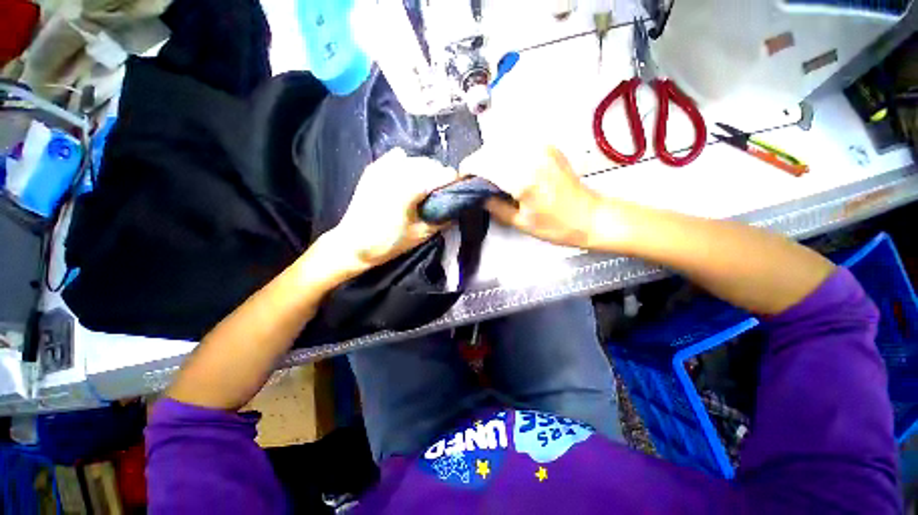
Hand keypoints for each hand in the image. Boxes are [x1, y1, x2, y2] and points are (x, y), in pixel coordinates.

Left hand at [330, 148, 457, 268]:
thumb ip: (442, 219)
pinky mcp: (373, 169)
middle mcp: (397, 172)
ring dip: (425, 169)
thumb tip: (456, 208)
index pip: (441, 174)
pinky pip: (397, 157)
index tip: (457, 189)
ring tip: (426, 185)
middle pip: (429, 163)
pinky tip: (407, 177)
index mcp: (409, 189)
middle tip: (442, 190)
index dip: (453, 180)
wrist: (353, 244)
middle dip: (439, 174)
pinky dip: (407, 163)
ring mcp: (383, 168)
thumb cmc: (389, 243)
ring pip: (414, 159)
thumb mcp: (420, 235)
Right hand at [461, 145, 600, 247]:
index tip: (462, 177)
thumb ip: (495, 206)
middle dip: (478, 161)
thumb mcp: (520, 222)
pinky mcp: (548, 146)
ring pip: (503, 142)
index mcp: (522, 179)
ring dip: (490, 155)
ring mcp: (541, 148)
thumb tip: (478, 195)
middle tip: (474, 178)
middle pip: (491, 149)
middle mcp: (531, 157)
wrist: (590, 216)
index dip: (468, 168)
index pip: (484, 163)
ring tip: (488, 173)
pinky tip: (506, 166)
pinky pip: (518, 142)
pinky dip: (505, 151)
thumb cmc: (557, 226)